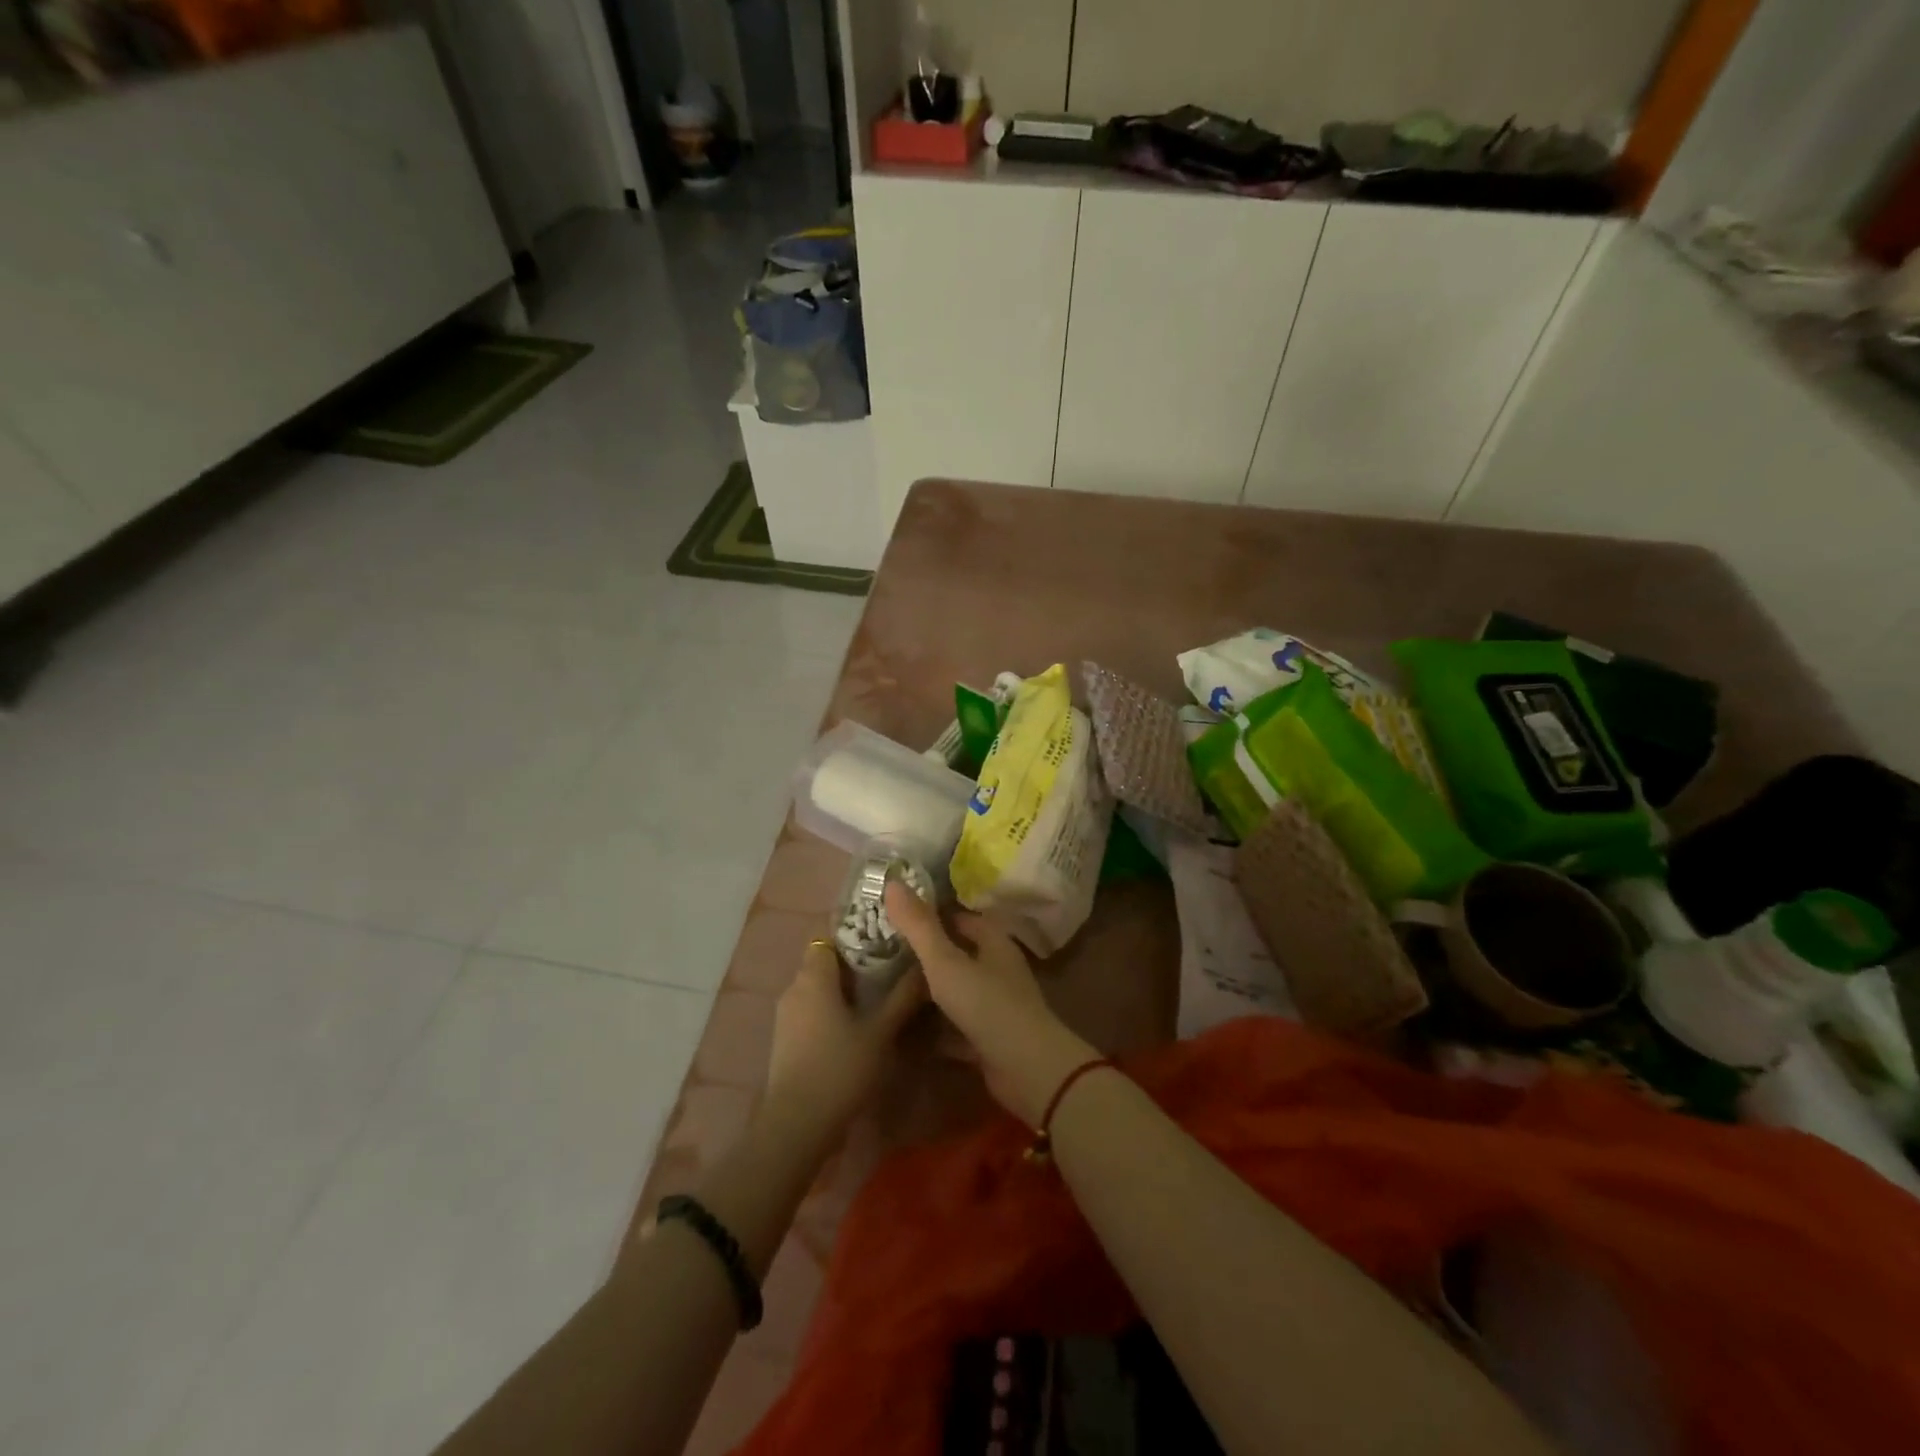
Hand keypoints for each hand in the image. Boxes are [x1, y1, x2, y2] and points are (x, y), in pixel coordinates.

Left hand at [763, 939, 925, 1148]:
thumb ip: (903, 997)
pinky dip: (830, 1011)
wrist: (796, 1125)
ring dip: (842, 991)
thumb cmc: (840, 1068)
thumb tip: (925, 966)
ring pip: (816, 988)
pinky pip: (810, 1011)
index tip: (882, 942)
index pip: (829, 937)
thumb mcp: (880, 1032)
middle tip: (888, 970)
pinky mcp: (784, 1041)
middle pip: (823, 963)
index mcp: (814, 977)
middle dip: (853, 964)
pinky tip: (854, 1028)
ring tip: (876, 999)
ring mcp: (785, 1016)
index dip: (854, 936)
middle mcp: (794, 988)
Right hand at [884, 883, 1097, 1124]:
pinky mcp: (989, 1039)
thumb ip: (919, 926)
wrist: (1028, 1070)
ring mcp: (995, 1005)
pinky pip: (956, 1027)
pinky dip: (936, 1028)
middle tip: (881, 953)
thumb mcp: (946, 962)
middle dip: (925, 954)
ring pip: (956, 991)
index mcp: (993, 942)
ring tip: (886, 988)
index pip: (959, 918)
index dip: (930, 915)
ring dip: (929, 992)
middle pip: (957, 954)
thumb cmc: (987, 1004)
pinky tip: (906, 1031)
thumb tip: (892, 881)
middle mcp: (997, 969)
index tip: (894, 917)